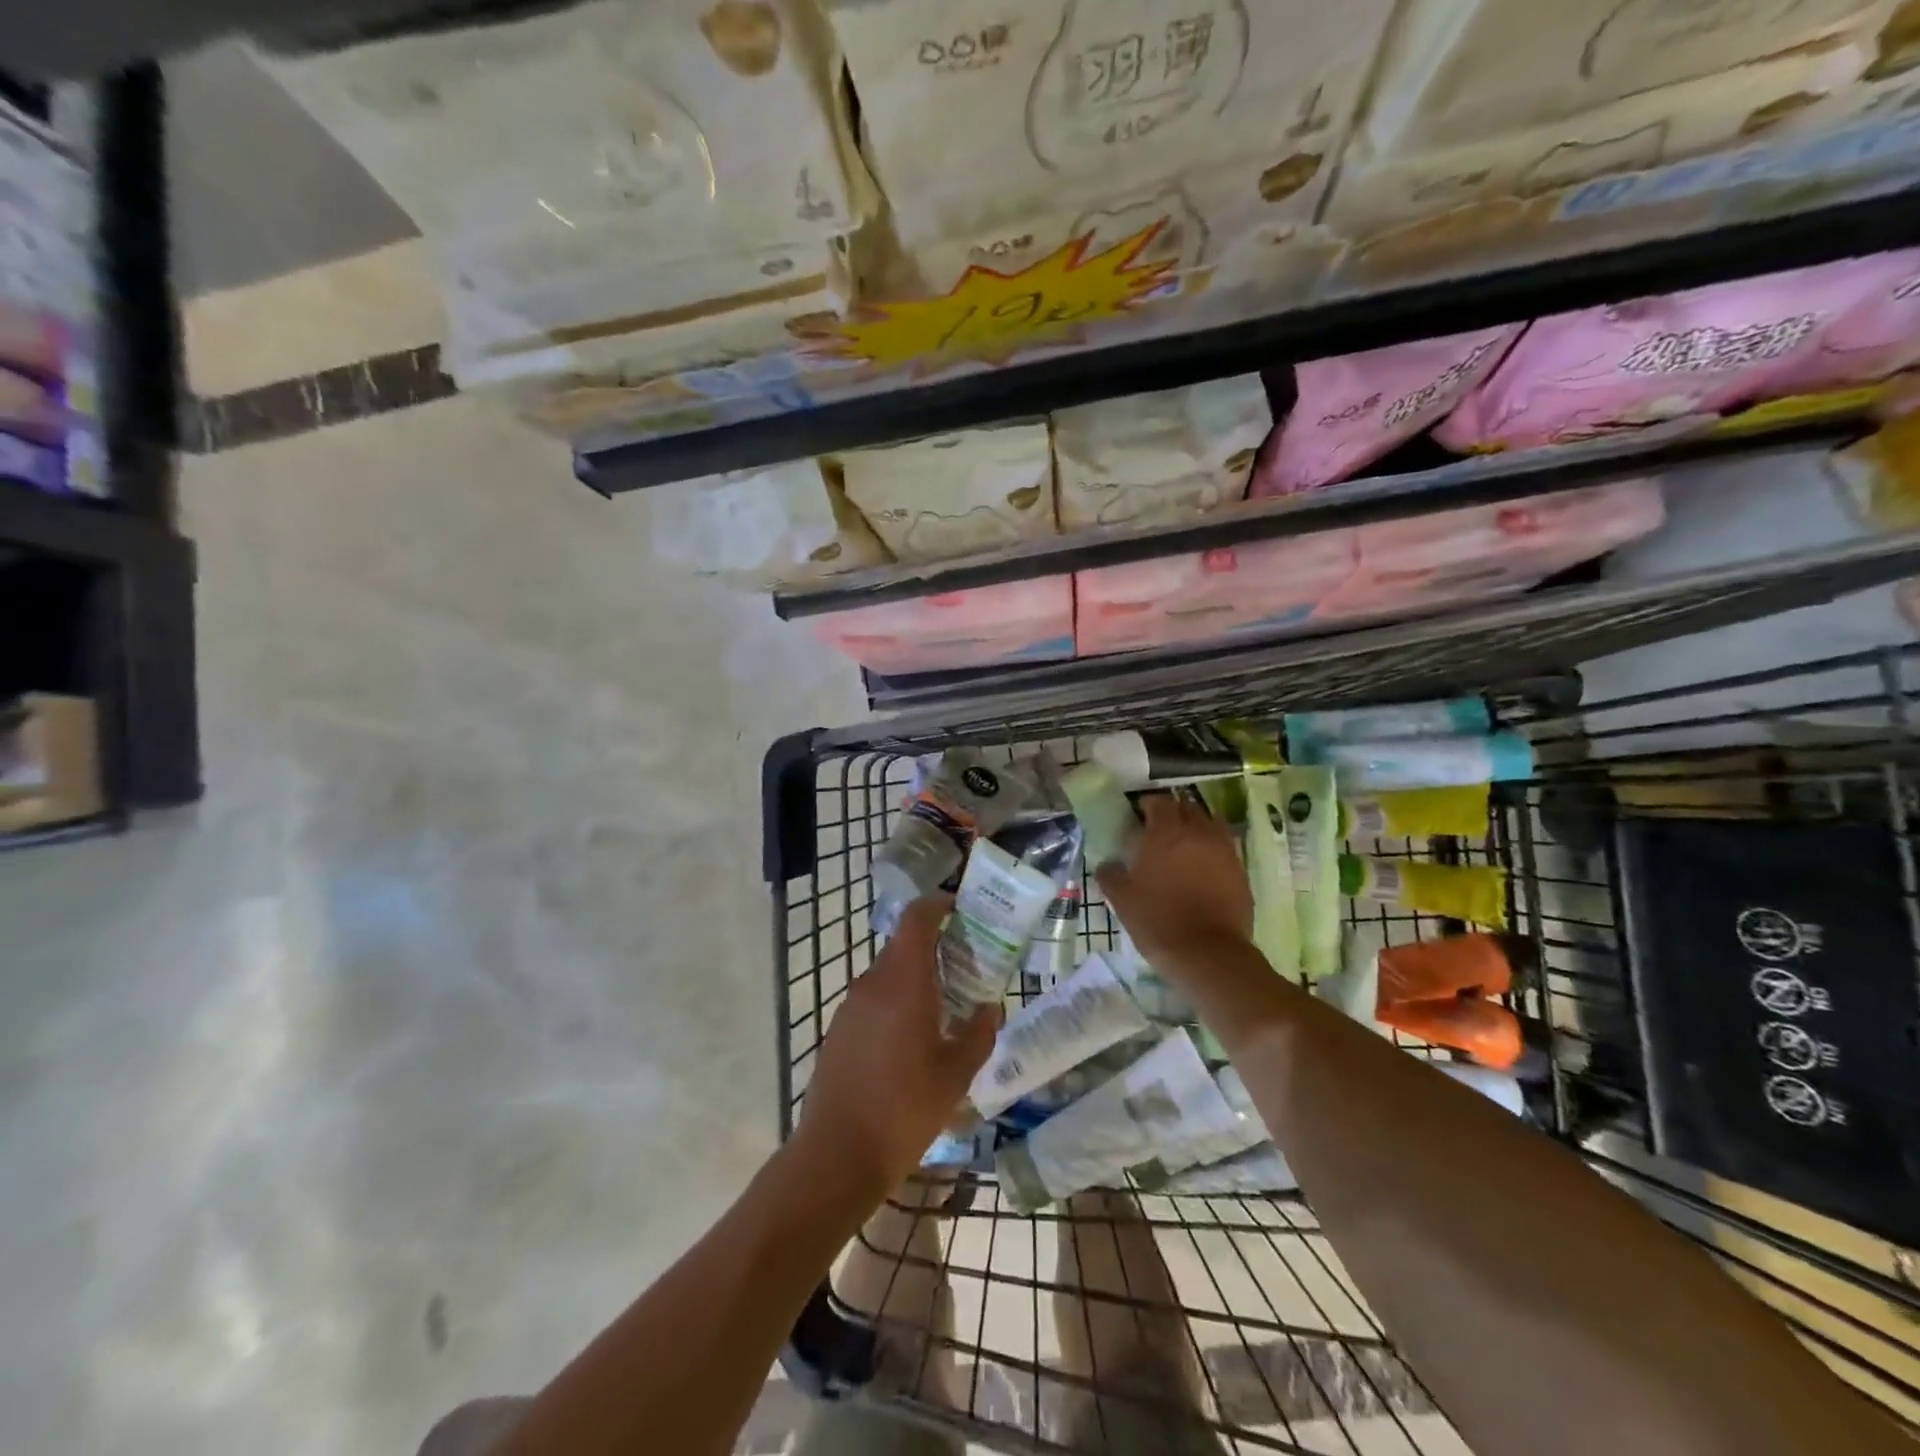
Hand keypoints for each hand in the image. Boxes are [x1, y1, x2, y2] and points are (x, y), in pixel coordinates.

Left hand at [793, 896, 998, 1198]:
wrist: (837, 1154)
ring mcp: (850, 1007)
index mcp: (903, 983)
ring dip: (915, 979)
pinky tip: (912, 1040)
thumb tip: (990, 1008)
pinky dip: (896, 1003)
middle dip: (935, 949)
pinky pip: (873, 1000)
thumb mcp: (956, 1075)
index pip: (916, 920)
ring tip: (945, 1008)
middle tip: (966, 968)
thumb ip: (979, 1034)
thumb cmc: (904, 1109)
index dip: (937, 905)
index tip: (960, 909)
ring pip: (888, 975)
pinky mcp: (838, 1030)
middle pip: (904, 947)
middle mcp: (872, 984)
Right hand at [1096, 794, 1252, 972]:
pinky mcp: (1240, 870)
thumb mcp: (1123, 900)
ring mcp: (1223, 850)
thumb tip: (1107, 866)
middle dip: (1174, 812)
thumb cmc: (1158, 920)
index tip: (1139, 815)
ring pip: (1211, 823)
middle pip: (1187, 807)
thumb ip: (1111, 876)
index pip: (1159, 802)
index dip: (1148, 805)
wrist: (1207, 953)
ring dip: (1197, 826)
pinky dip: (1213, 849)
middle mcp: (1198, 832)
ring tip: (1185, 843)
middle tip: (1161, 828)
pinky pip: (1225, 847)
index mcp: (1165, 832)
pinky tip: (1204, 866)